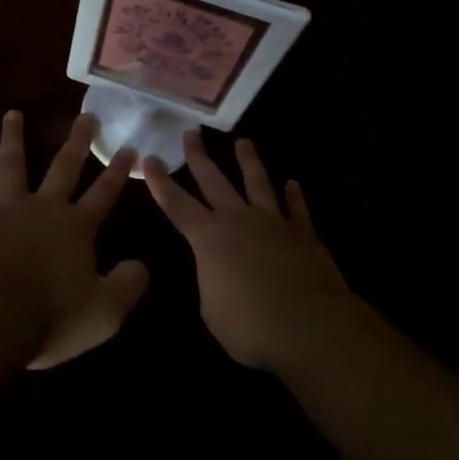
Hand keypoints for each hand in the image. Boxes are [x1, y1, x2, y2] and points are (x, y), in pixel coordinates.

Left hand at [0, 111, 149, 369]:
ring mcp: (6, 209)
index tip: (130, 146)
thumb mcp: (104, 313)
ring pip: (12, 166)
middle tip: (87, 114)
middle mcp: (44, 208)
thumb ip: (127, 286)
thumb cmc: (50, 318)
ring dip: (12, 139)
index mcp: (76, 228)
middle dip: (77, 141)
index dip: (118, 171)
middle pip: (64, 167)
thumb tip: (143, 265)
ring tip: (12, 114)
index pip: (104, 193)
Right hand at [142, 132, 352, 370]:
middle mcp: (238, 220)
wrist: (309, 326)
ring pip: (257, 183)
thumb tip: (218, 271)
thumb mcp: (212, 311)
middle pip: (214, 181)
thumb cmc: (251, 326)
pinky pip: (298, 210)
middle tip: (191, 133)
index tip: (149, 159)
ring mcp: (273, 223)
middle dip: (199, 157)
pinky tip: (293, 184)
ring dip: (249, 161)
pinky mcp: (303, 235)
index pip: (177, 205)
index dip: (160, 183)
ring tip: (243, 142)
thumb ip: (211, 282)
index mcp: (209, 238)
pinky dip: (295, 197)